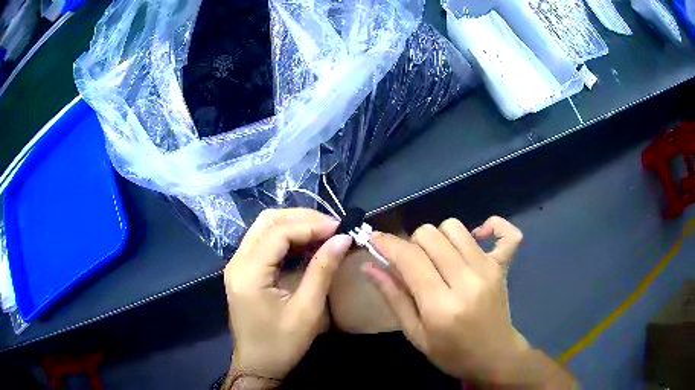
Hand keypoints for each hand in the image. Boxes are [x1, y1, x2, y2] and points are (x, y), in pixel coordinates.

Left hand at [224, 208, 351, 380]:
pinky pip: (264, 243)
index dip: (310, 225)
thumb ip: (322, 270)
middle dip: (301, 218)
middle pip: (267, 221)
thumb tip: (343, 238)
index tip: (340, 227)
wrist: (257, 365)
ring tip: (323, 233)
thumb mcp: (307, 310)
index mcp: (248, 272)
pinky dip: (287, 238)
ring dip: (294, 225)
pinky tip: (307, 245)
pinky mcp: (243, 271)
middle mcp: (237, 261)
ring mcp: (237, 264)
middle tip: (332, 227)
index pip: (278, 232)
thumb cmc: (282, 344)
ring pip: (264, 228)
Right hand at [363, 216, 532, 382]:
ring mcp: (488, 270)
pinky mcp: (503, 266)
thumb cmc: (452, 353)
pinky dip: (492, 225)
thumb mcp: (415, 335)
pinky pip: (507, 233)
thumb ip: (393, 297)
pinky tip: (478, 236)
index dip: (387, 243)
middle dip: (411, 243)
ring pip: (455, 228)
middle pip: (430, 235)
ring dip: (438, 237)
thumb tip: (368, 266)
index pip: (409, 259)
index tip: (374, 240)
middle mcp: (467, 281)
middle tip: (411, 264)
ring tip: (437, 258)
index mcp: (441, 306)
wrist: (494, 357)